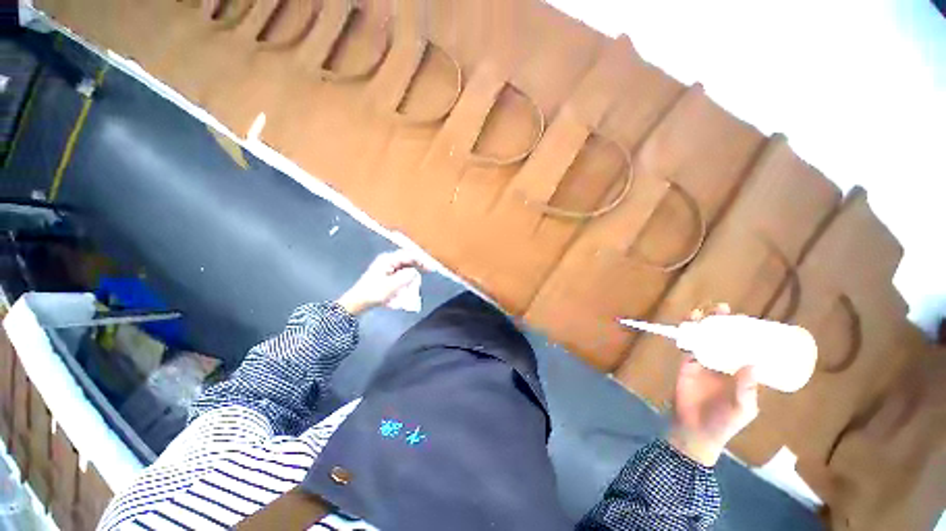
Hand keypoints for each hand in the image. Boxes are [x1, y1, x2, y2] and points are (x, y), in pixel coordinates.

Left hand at [337, 250, 427, 315]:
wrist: (357, 302)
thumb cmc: (374, 293)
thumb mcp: (392, 286)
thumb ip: (406, 276)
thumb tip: (415, 272)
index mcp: (388, 259)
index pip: (410, 255)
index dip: (422, 260)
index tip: (431, 268)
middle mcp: (388, 260)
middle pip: (408, 259)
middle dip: (419, 265)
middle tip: (429, 271)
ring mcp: (387, 266)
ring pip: (405, 266)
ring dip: (413, 272)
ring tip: (418, 280)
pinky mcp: (386, 274)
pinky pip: (401, 272)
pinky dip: (406, 277)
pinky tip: (408, 284)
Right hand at [669, 303, 759, 465]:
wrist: (695, 429)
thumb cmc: (725, 422)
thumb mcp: (743, 408)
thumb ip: (747, 389)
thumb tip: (753, 364)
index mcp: (741, 372)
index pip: (746, 348)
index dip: (747, 333)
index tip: (748, 320)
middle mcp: (723, 363)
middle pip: (724, 338)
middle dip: (723, 323)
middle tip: (723, 309)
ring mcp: (704, 362)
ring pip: (704, 338)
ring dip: (703, 324)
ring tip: (704, 312)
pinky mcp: (687, 363)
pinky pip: (687, 346)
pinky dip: (686, 334)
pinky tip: (687, 324)